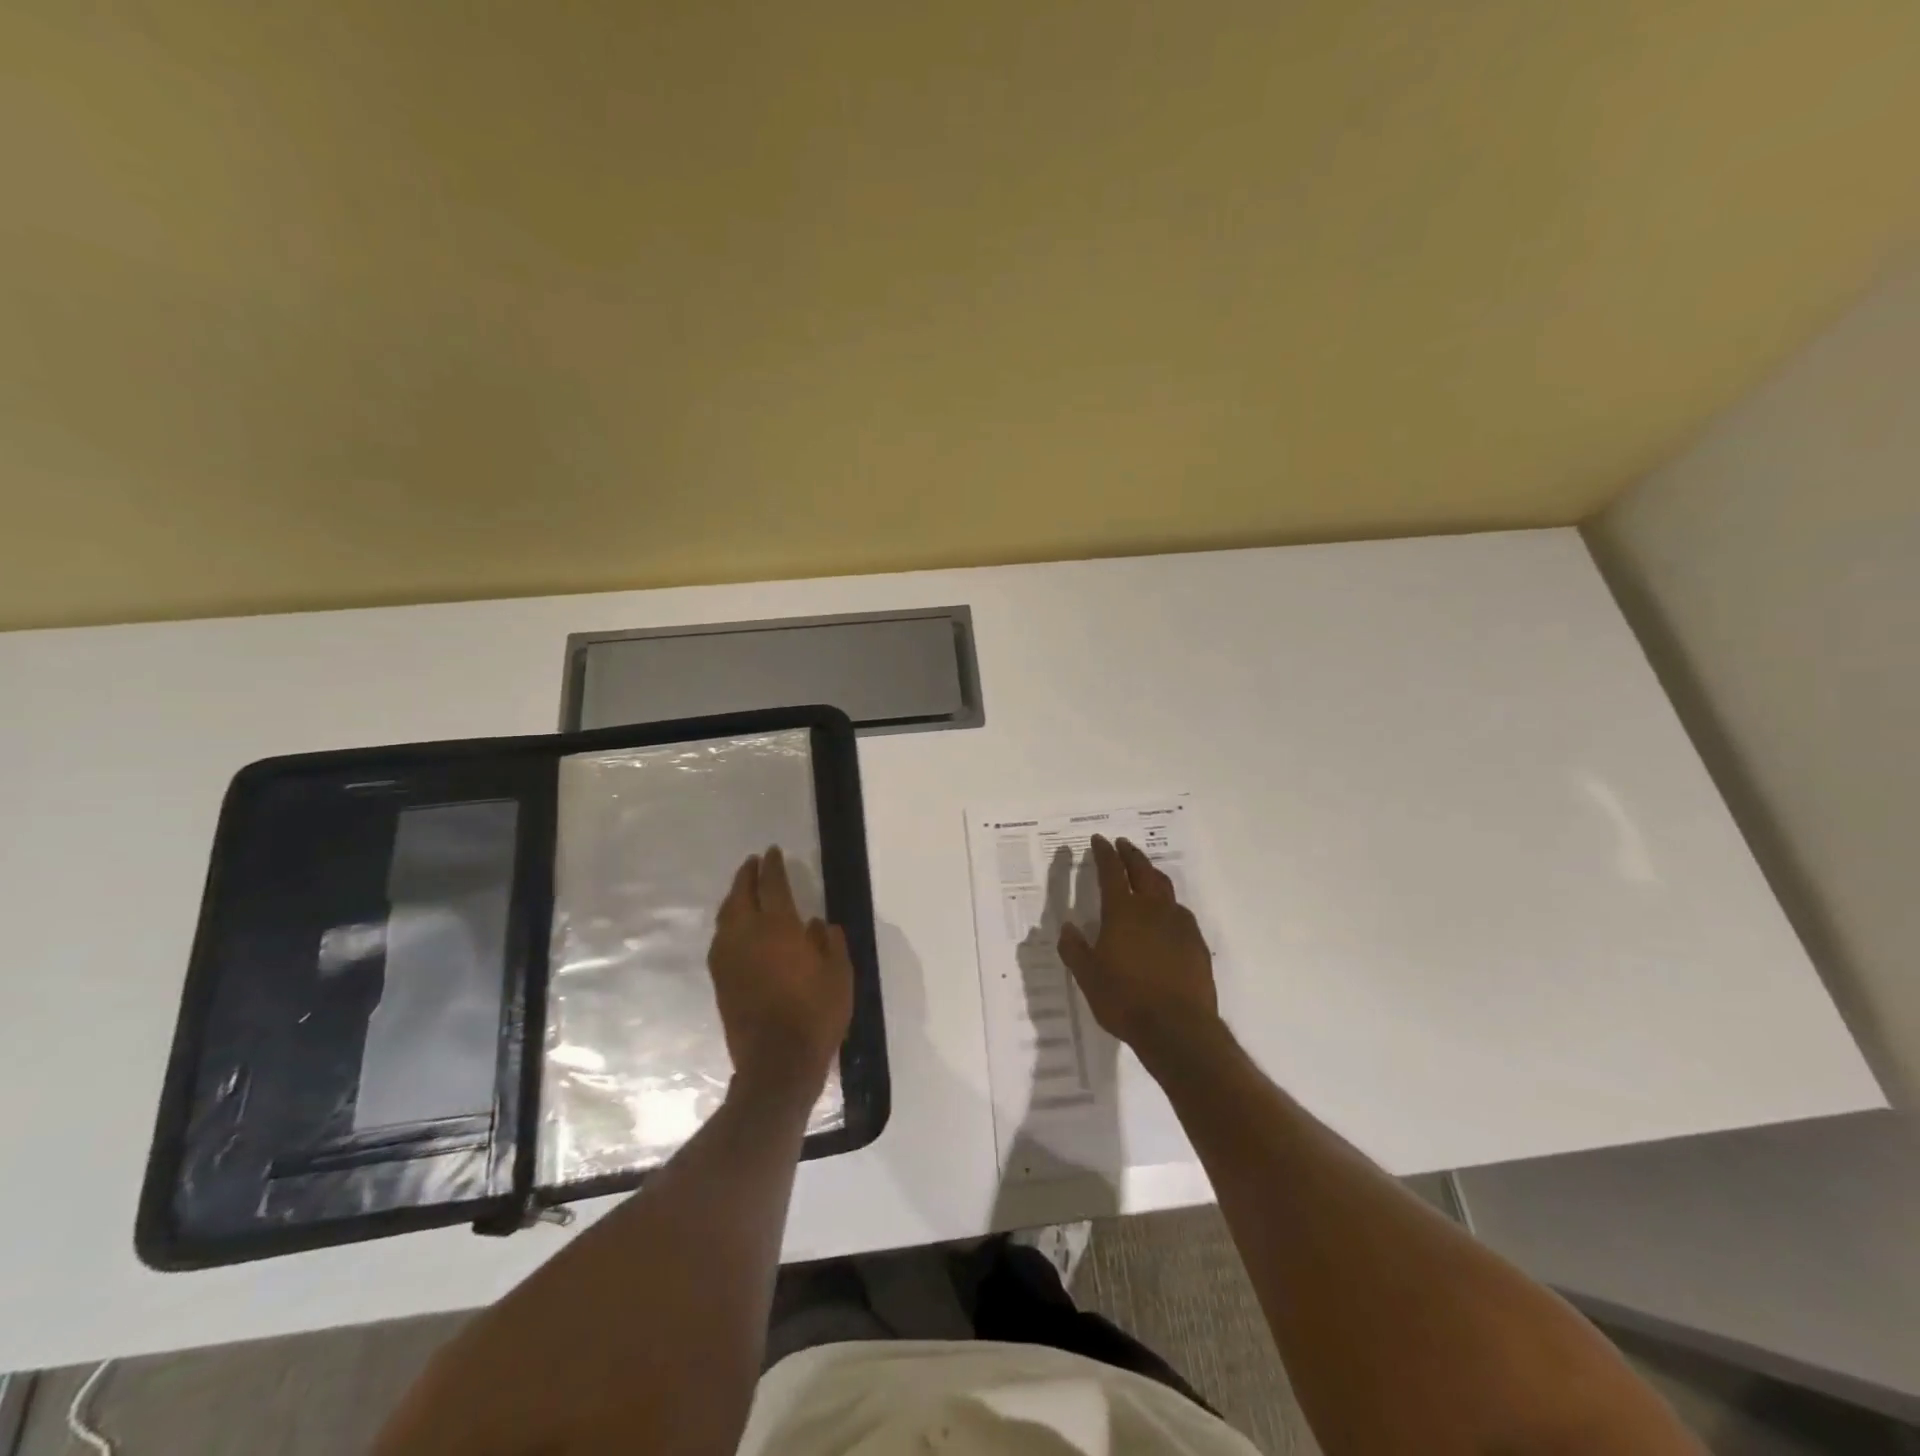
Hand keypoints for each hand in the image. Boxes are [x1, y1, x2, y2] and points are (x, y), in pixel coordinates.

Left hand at [707, 847, 853, 1099]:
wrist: (776, 1064)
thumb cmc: (816, 1015)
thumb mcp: (839, 975)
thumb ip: (829, 943)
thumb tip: (815, 923)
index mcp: (779, 928)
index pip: (772, 885)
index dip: (772, 866)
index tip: (773, 851)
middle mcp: (747, 936)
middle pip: (741, 895)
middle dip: (746, 875)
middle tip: (753, 862)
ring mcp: (729, 958)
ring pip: (725, 916)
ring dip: (734, 897)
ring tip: (742, 889)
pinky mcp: (720, 980)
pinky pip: (720, 939)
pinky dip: (727, 923)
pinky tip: (734, 927)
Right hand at [1058, 835, 1221, 1065]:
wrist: (1178, 1029)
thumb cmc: (1125, 999)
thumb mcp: (1087, 977)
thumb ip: (1074, 949)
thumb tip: (1068, 928)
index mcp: (1123, 911)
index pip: (1111, 871)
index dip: (1104, 853)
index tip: (1099, 840)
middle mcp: (1153, 909)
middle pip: (1142, 870)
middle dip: (1130, 854)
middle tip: (1122, 844)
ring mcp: (1179, 924)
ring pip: (1165, 888)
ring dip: (1152, 874)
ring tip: (1145, 872)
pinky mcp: (1196, 943)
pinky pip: (1180, 913)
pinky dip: (1169, 904)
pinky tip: (1166, 916)